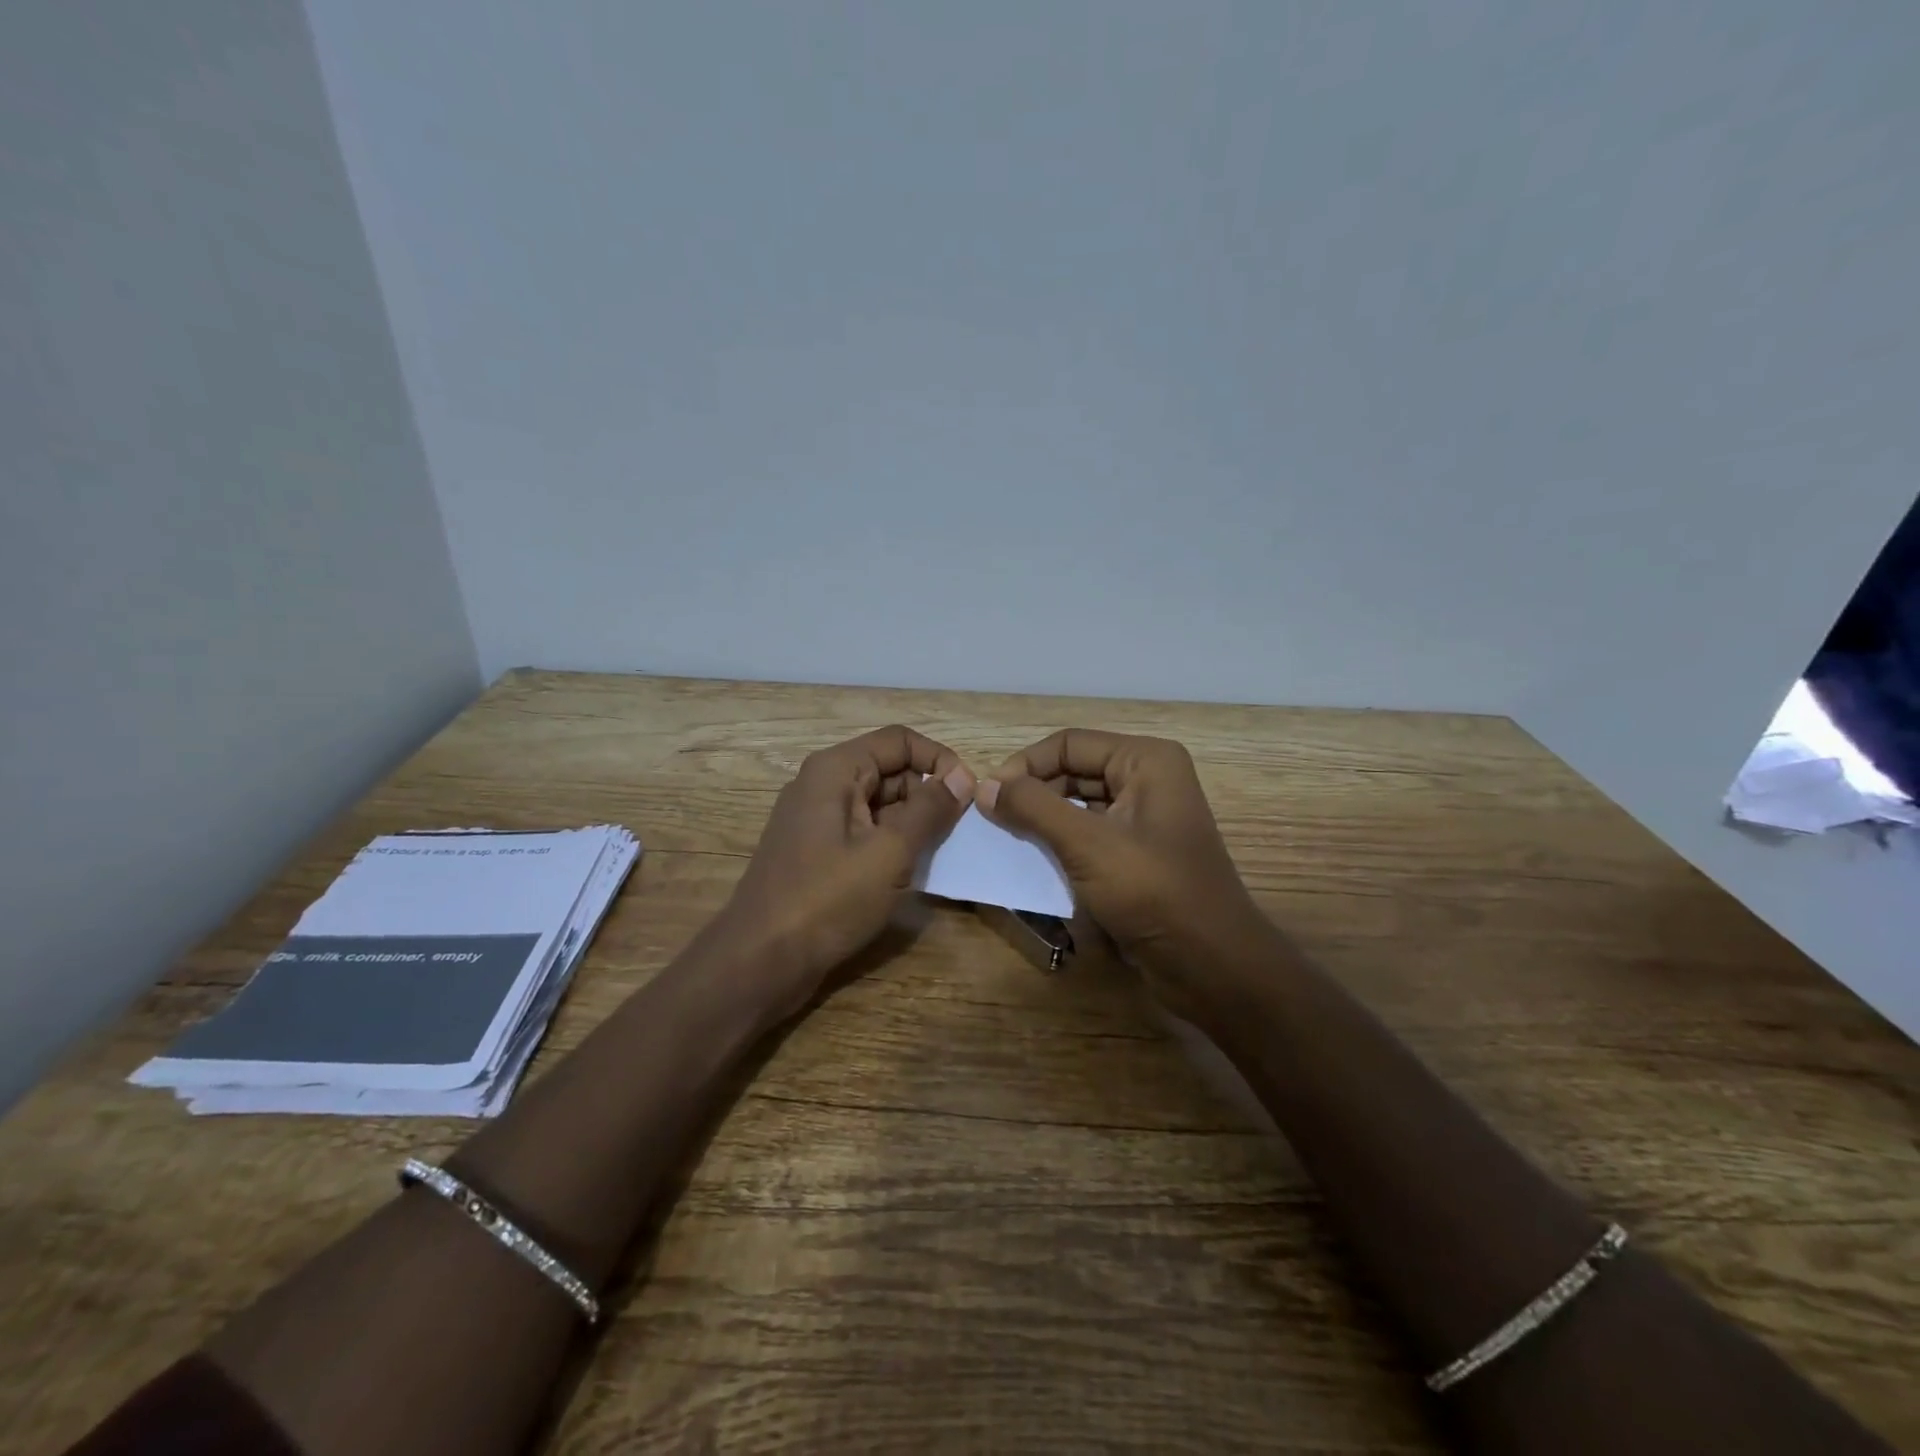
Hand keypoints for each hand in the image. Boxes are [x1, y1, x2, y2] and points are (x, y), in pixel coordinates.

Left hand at [716, 726, 974, 1017]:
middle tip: (956, 832)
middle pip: (889, 770)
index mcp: (835, 770)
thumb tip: (962, 776)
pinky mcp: (816, 852)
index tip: (967, 795)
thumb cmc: (827, 900)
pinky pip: (863, 832)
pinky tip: (909, 872)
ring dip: (912, 823)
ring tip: (937, 854)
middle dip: (927, 794)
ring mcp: (816, 820)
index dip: (938, 760)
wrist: (760, 961)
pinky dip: (890, 844)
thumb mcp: (889, 852)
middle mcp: (822, 785)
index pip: (900, 741)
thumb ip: (929, 809)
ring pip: (878, 804)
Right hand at [976, 729, 1272, 1015]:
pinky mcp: (1137, 854)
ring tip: (1006, 840)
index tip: (987, 799)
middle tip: (992, 821)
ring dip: (1042, 820)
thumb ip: (1033, 808)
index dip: (1024, 765)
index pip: (1068, 743)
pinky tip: (1034, 861)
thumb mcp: (1087, 844)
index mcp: (1146, 761)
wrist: (1212, 966)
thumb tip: (984, 787)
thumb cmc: (1154, 893)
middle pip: (1073, 770)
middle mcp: (1147, 779)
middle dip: (1032, 792)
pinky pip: (1089, 835)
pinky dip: (1060, 843)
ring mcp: (1144, 818)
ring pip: (1078, 804)